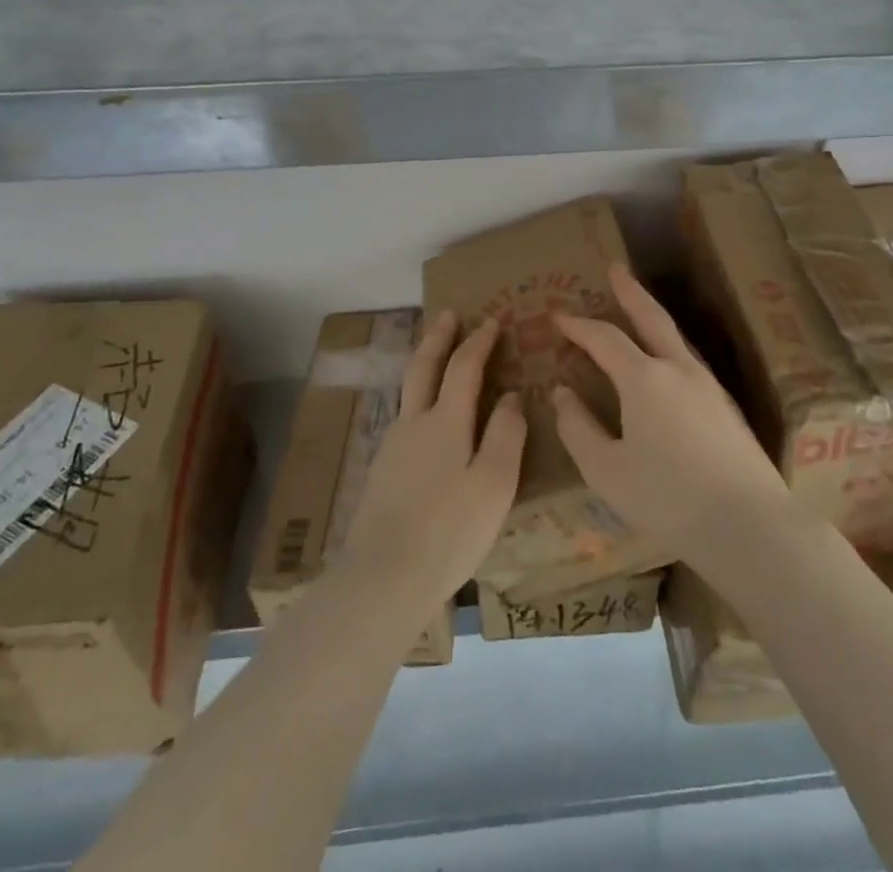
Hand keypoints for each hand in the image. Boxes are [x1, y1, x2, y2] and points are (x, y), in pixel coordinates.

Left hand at [337, 312, 526, 617]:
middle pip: (424, 366)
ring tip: (436, 356)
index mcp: (445, 422)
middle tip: (448, 314)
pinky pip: (403, 416)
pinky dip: (417, 396)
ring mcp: (392, 446)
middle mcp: (414, 423)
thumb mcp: (495, 484)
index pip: (464, 366)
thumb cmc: (449, 531)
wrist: (382, 578)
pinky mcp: (382, 471)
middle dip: (438, 337)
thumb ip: (506, 434)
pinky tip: (423, 416)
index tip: (493, 320)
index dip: (480, 341)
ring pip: (408, 390)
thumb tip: (510, 395)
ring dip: (424, 363)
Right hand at [552, 264, 793, 564]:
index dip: (578, 325)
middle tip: (615, 268)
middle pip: (651, 316)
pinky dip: (667, 346)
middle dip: (630, 291)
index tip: (557, 316)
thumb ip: (578, 428)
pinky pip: (688, 360)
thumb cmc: (668, 498)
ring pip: (674, 337)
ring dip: (651, 316)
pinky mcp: (726, 406)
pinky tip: (665, 363)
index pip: (604, 338)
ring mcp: (708, 385)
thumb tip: (563, 393)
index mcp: (645, 379)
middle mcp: (678, 369)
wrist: (750, 525)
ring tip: (636, 310)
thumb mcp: (607, 471)